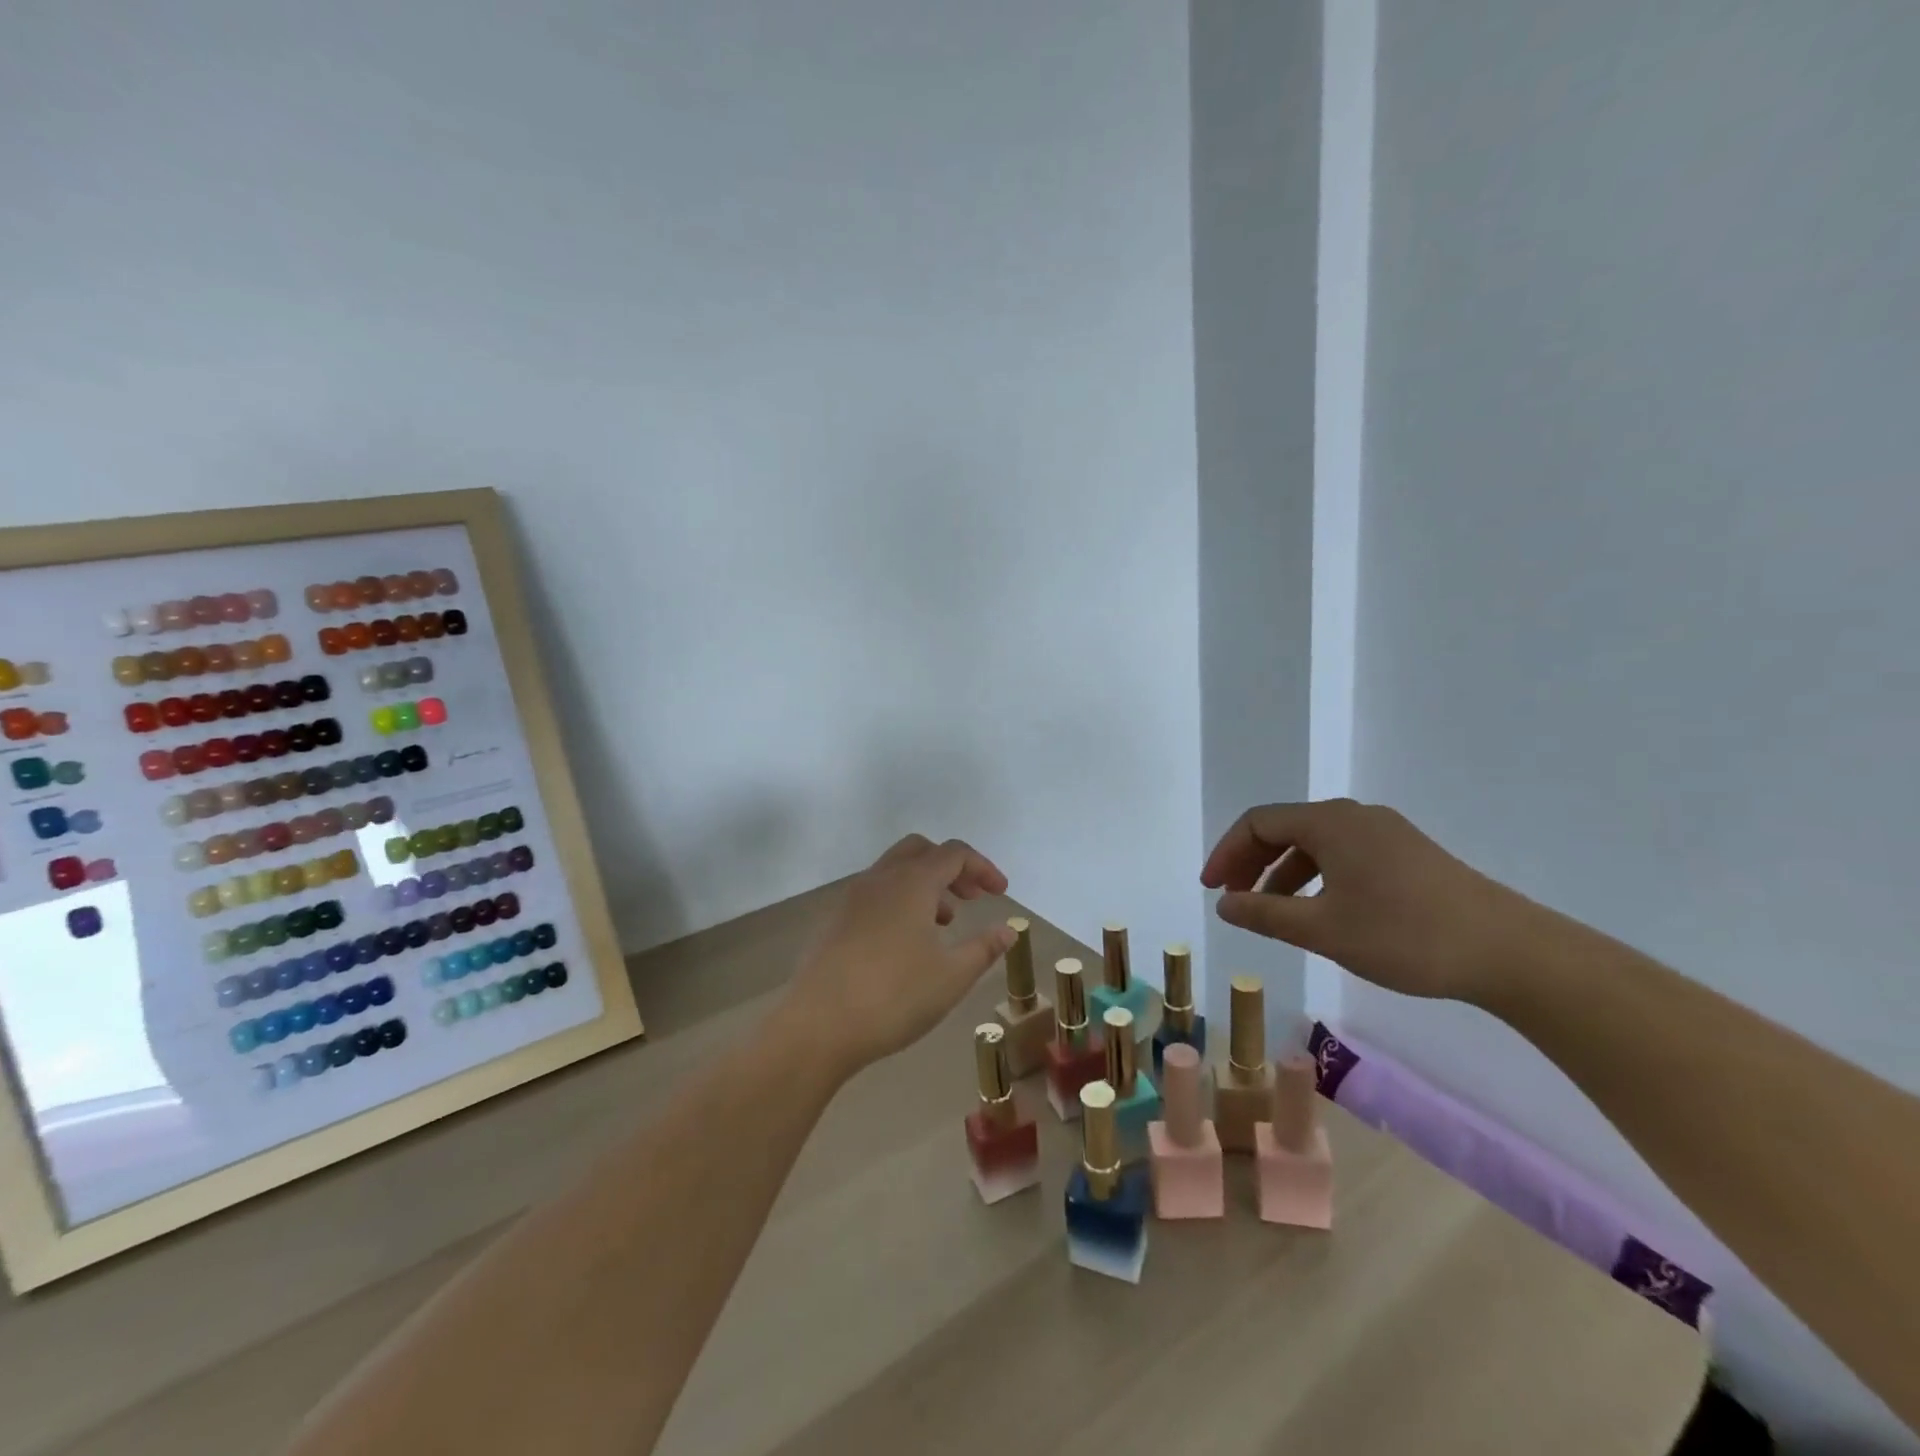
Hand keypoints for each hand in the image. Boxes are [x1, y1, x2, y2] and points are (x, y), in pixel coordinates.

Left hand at [780, 834, 1014, 1079]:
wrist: (817, 1026)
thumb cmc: (894, 997)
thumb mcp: (951, 976)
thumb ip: (984, 948)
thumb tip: (1007, 929)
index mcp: (911, 882)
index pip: (954, 854)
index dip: (983, 868)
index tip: (1001, 894)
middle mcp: (880, 879)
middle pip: (920, 850)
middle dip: (951, 868)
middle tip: (972, 898)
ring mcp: (852, 898)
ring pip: (895, 871)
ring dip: (924, 885)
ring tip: (944, 924)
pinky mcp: (834, 921)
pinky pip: (875, 894)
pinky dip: (899, 901)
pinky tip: (906, 943)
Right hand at [1200, 798, 1545, 1004]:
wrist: (1509, 952)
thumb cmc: (1404, 935)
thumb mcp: (1322, 929)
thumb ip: (1264, 913)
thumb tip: (1224, 903)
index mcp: (1330, 822)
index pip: (1258, 823)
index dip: (1227, 853)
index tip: (1212, 890)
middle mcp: (1354, 816)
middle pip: (1285, 828)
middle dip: (1252, 862)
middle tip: (1234, 898)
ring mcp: (1386, 833)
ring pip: (1315, 844)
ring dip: (1283, 873)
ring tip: (1272, 912)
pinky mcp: (1408, 854)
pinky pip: (1344, 854)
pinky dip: (1316, 877)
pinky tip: (1320, 911)